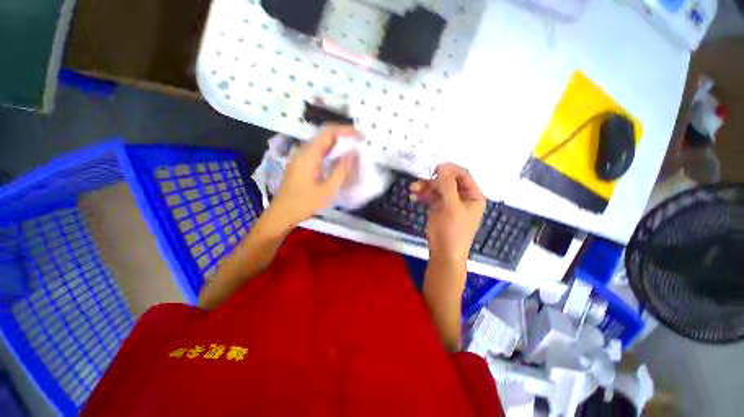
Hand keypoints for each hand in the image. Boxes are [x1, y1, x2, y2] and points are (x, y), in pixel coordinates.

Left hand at [269, 125, 357, 228]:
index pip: (328, 133)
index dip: (345, 130)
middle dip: (342, 136)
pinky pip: (317, 152)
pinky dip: (329, 152)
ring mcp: (299, 158)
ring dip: (336, 143)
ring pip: (320, 144)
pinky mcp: (299, 165)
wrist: (281, 215)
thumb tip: (352, 154)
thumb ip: (341, 171)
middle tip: (358, 141)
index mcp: (308, 156)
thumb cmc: (304, 204)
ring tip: (351, 148)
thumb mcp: (327, 190)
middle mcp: (302, 152)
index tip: (360, 135)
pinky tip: (337, 159)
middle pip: (323, 136)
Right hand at [411, 163, 485, 263]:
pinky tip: (414, 197)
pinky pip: (433, 198)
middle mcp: (463, 198)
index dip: (449, 170)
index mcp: (473, 196)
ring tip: (413, 189)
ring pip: (438, 189)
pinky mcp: (440, 209)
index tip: (434, 169)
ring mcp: (451, 203)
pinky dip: (424, 196)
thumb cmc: (452, 230)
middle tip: (419, 183)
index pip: (463, 175)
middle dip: (433, 181)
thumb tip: (442, 167)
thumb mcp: (451, 206)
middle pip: (448, 182)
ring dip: (426, 188)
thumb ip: (447, 185)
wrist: (444, 254)